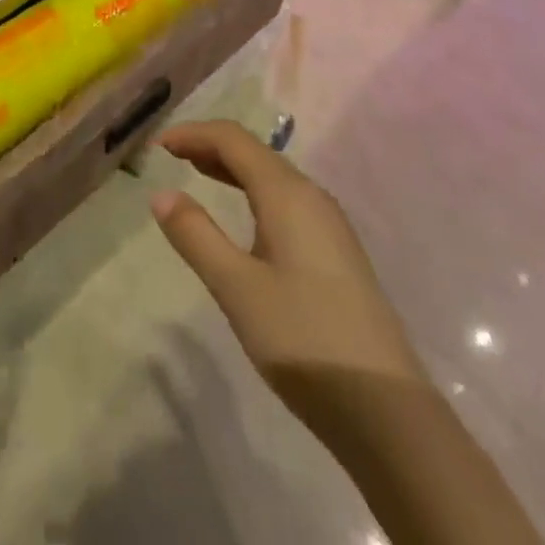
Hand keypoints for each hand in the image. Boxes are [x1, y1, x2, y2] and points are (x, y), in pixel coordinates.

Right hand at [152, 124, 544, 544]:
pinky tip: (242, 217)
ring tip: (196, 174)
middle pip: (254, 151)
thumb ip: (195, 235)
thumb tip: (161, 194)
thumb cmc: (303, 339)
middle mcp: (311, 196)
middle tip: (171, 156)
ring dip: (231, 168)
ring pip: (271, 175)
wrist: (387, 412)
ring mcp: (329, 224)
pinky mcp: (336, 251)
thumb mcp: (236, 287)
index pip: (232, 139)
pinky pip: (285, 199)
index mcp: (287, 193)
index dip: (193, 133)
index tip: (157, 145)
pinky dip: (252, 191)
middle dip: (209, 146)